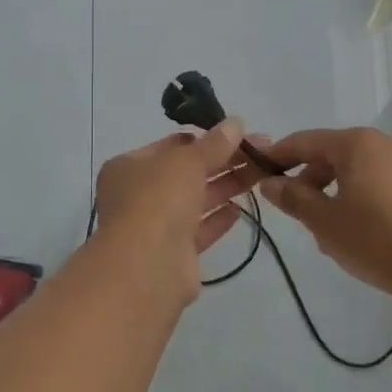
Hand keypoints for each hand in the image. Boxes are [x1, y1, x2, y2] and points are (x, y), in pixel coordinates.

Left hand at [94, 121, 260, 301]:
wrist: (146, 268)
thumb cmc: (157, 201)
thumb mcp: (187, 161)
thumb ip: (214, 144)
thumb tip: (235, 123)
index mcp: (129, 167)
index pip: (170, 146)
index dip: (204, 138)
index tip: (237, 134)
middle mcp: (138, 195)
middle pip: (187, 173)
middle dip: (223, 161)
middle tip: (262, 152)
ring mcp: (155, 227)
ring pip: (195, 201)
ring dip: (226, 187)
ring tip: (260, 174)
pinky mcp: (174, 255)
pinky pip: (199, 230)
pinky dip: (218, 219)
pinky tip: (240, 210)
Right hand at [256, 127, 391, 305]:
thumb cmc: (379, 239)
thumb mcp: (326, 222)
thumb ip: (294, 199)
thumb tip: (270, 183)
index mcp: (357, 143)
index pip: (305, 141)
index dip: (278, 156)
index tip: (258, 173)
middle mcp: (385, 143)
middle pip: (334, 154)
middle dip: (310, 179)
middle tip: (296, 212)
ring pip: (359, 171)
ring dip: (337, 192)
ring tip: (330, 229)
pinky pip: (383, 184)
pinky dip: (364, 198)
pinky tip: (365, 232)